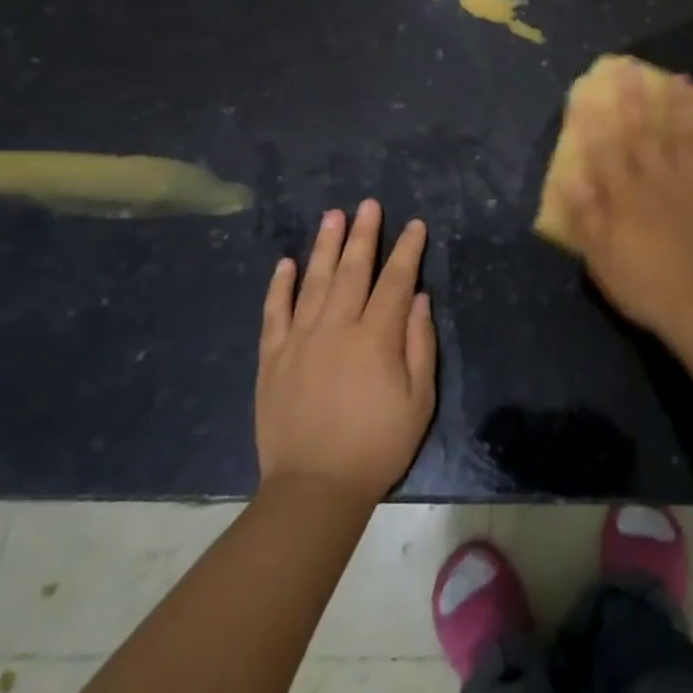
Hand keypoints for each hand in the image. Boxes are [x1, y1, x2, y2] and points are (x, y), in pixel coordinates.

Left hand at [256, 200, 435, 501]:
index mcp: (375, 337)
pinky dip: (280, 286)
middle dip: (364, 234)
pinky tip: (286, 263)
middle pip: (352, 270)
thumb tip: (417, 298)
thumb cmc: (378, 444)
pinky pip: (275, 312)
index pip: (395, 280)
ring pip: (314, 281)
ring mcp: (299, 340)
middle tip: (368, 204)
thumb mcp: (419, 399)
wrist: (314, 488)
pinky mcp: (272, 358)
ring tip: (333, 216)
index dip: (407, 250)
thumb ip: (420, 343)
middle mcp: (336, 327)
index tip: (414, 225)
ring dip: (325, 246)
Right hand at [559, 67, 692, 337]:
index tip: (589, 92)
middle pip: (647, 133)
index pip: (608, 150)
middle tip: (632, 68)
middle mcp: (660, 180)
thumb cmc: (643, 284)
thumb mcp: (601, 257)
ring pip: (688, 139)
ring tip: (682, 78)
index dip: (597, 120)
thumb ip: (586, 215)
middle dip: (637, 99)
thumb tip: (569, 177)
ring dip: (684, 108)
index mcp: (628, 195)